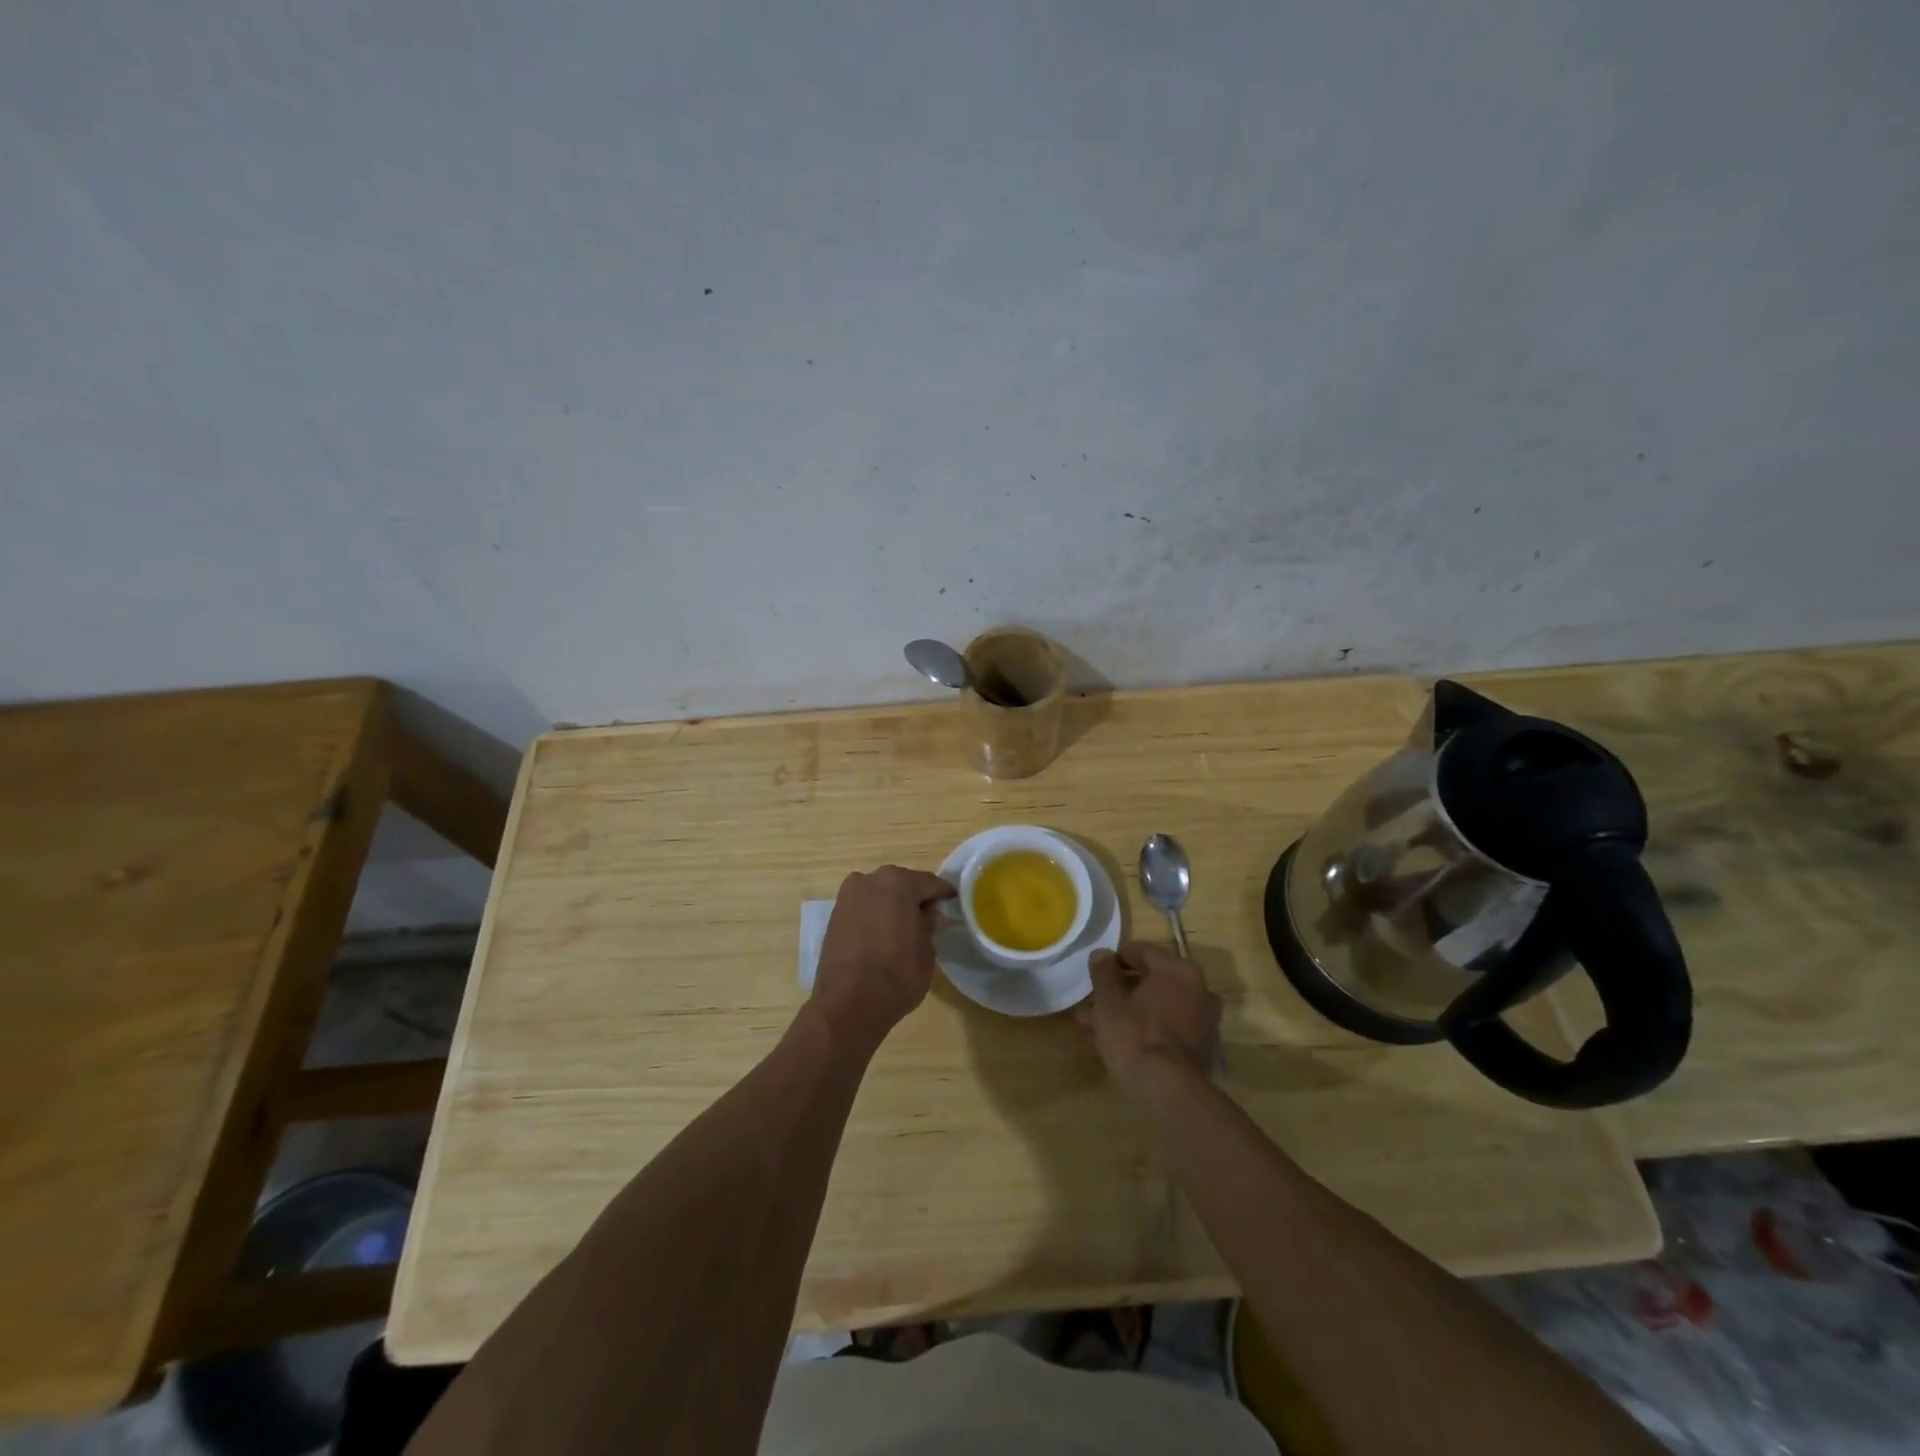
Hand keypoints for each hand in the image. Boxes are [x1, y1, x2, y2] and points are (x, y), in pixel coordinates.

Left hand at [813, 866, 956, 1045]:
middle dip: (914, 898)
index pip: (929, 883)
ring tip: (904, 928)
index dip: (943, 894)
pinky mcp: (834, 916)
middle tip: (929, 917)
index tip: (953, 902)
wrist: (848, 1003)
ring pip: (879, 895)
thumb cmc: (898, 973)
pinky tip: (883, 934)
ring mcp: (848, 897)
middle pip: (900, 885)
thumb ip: (929, 925)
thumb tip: (930, 914)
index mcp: (898, 882)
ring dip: (891, 906)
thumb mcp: (926, 950)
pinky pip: (862, 909)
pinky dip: (874, 916)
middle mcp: (870, 880)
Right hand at [1075, 942, 1220, 1091]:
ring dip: (1127, 1013)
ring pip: (1155, 1007)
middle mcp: (1198, 989)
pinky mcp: (1199, 1048)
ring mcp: (1202, 1020)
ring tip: (1094, 1028)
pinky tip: (1116, 1044)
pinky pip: (1165, 1028)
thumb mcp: (1108, 1000)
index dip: (1113, 961)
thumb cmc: (1134, 1034)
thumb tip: (1102, 953)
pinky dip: (1143, 1030)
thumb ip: (1103, 972)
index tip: (1094, 975)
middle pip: (1149, 982)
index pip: (1141, 952)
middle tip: (1091, 1004)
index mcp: (1178, 969)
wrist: (1167, 1091)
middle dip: (1118, 992)